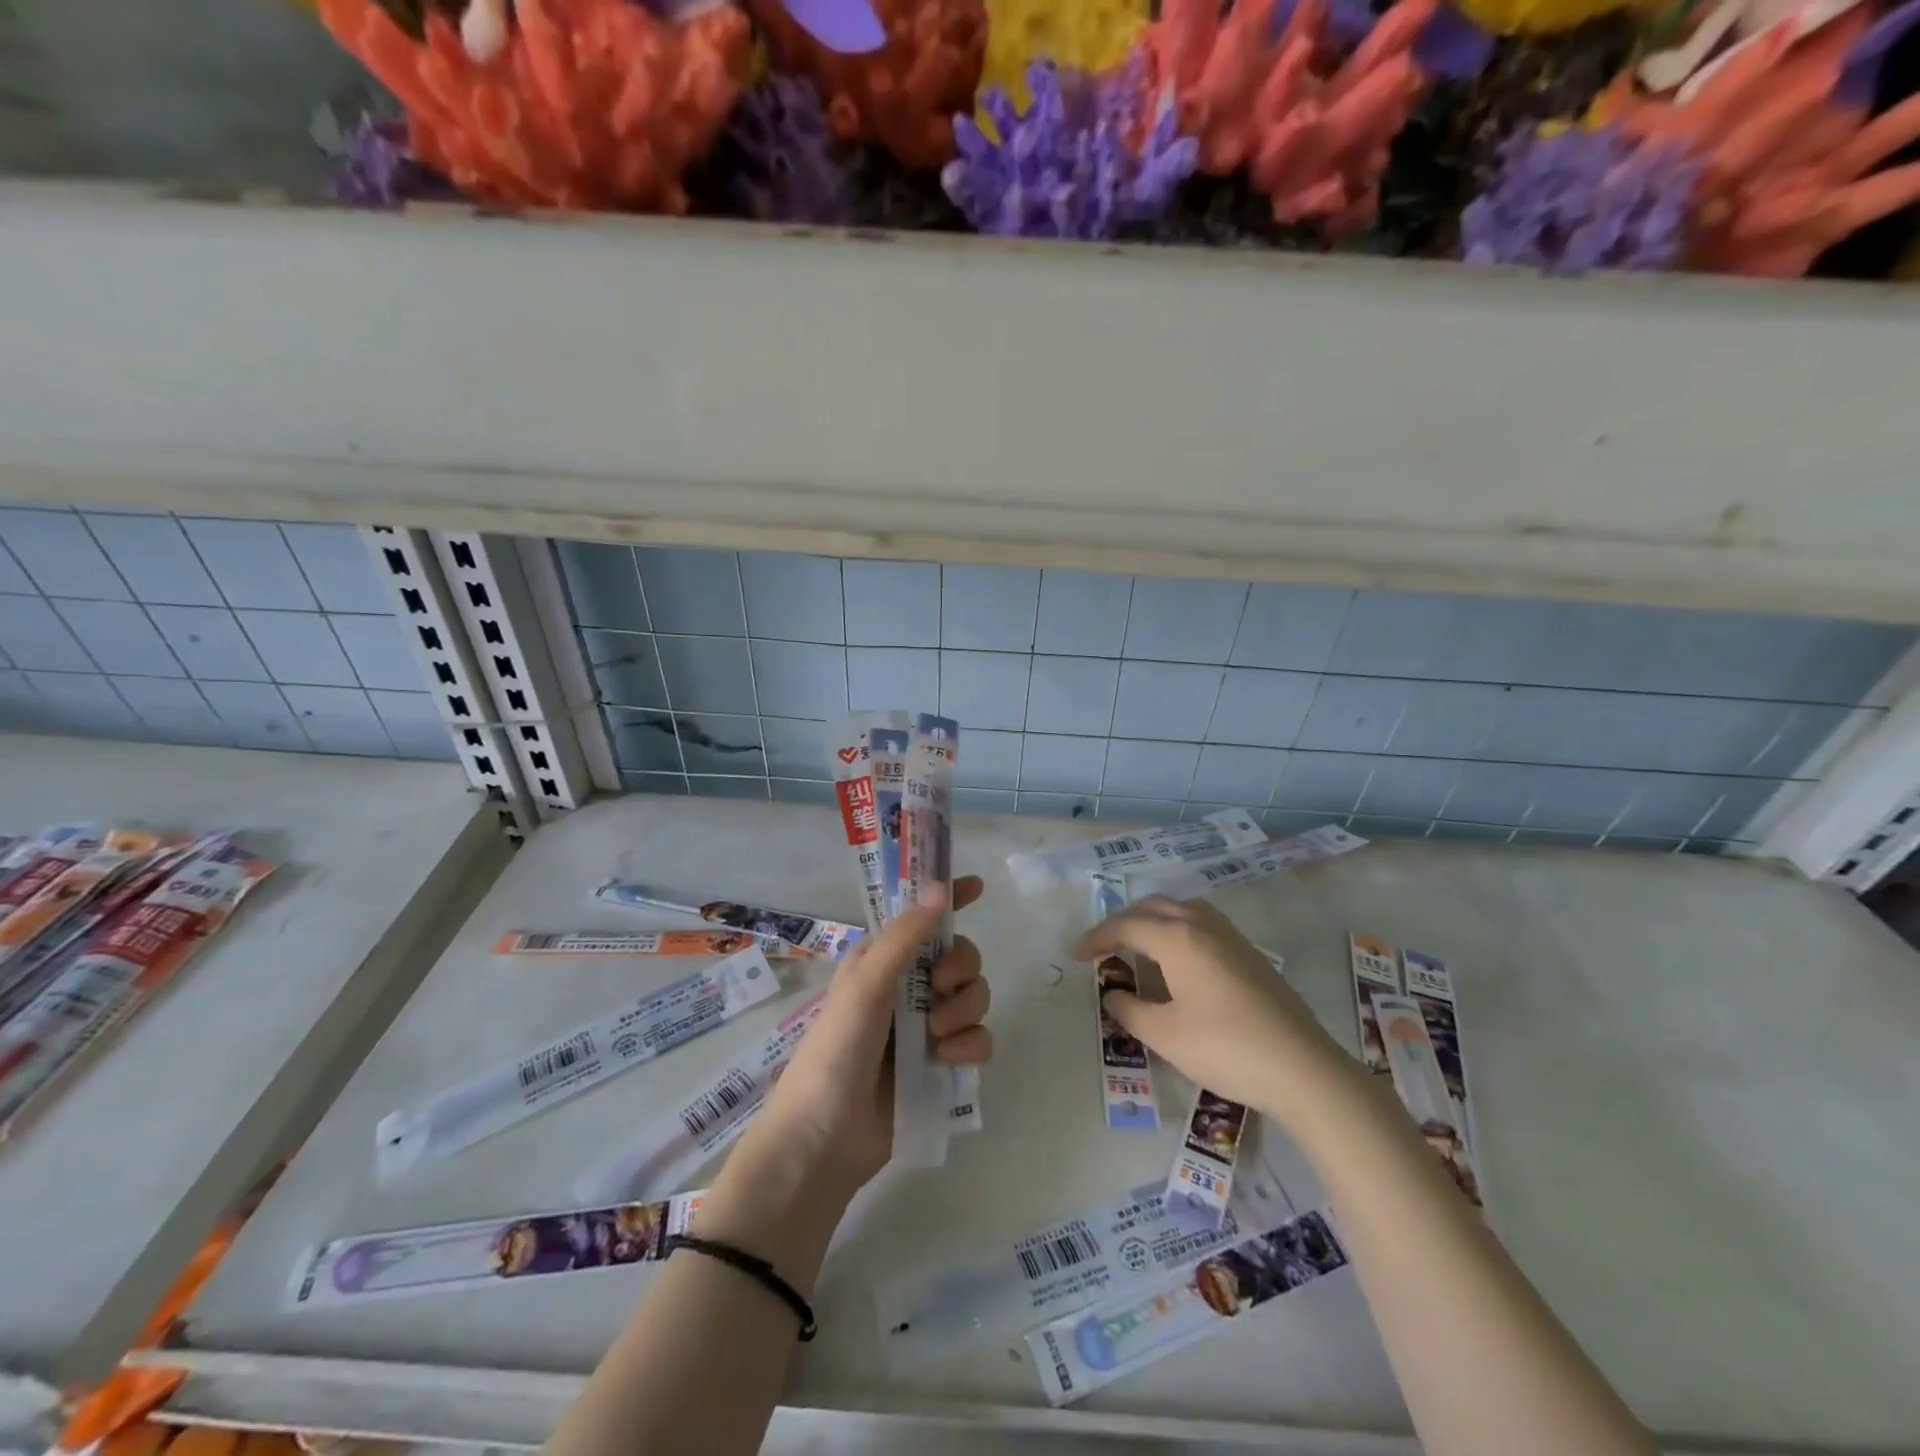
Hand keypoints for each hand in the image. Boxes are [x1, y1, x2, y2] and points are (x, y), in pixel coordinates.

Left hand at [748, 876, 991, 1192]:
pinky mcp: (941, 1064)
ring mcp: (926, 1027)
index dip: (949, 899)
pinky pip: (978, 1039)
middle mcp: (907, 987)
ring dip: (964, 1011)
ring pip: (974, 997)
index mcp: (883, 960)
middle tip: (940, 987)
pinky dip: (969, 1046)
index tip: (978, 886)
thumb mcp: (865, 986)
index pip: (921, 918)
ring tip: (936, 1037)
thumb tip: (940, 888)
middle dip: (961, 967)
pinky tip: (946, 1061)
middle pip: (961, 956)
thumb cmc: (835, 1051)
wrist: (824, 1141)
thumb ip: (905, 938)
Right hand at [1075, 895, 1350, 1121]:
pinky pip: (1200, 922)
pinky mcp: (1248, 952)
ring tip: (1136, 946)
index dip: (1096, 938)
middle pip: (1152, 907)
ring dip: (1151, 920)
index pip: (1125, 926)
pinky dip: (1176, 928)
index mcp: (1177, 938)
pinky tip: (1177, 959)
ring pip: (1180, 908)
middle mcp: (1202, 924)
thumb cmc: (1226, 1048)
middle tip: (1103, 948)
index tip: (1077, 956)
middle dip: (1122, 922)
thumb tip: (1113, 994)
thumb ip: (1129, 1010)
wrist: (1303, 1068)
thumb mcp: (1165, 1035)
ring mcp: (1230, 935)